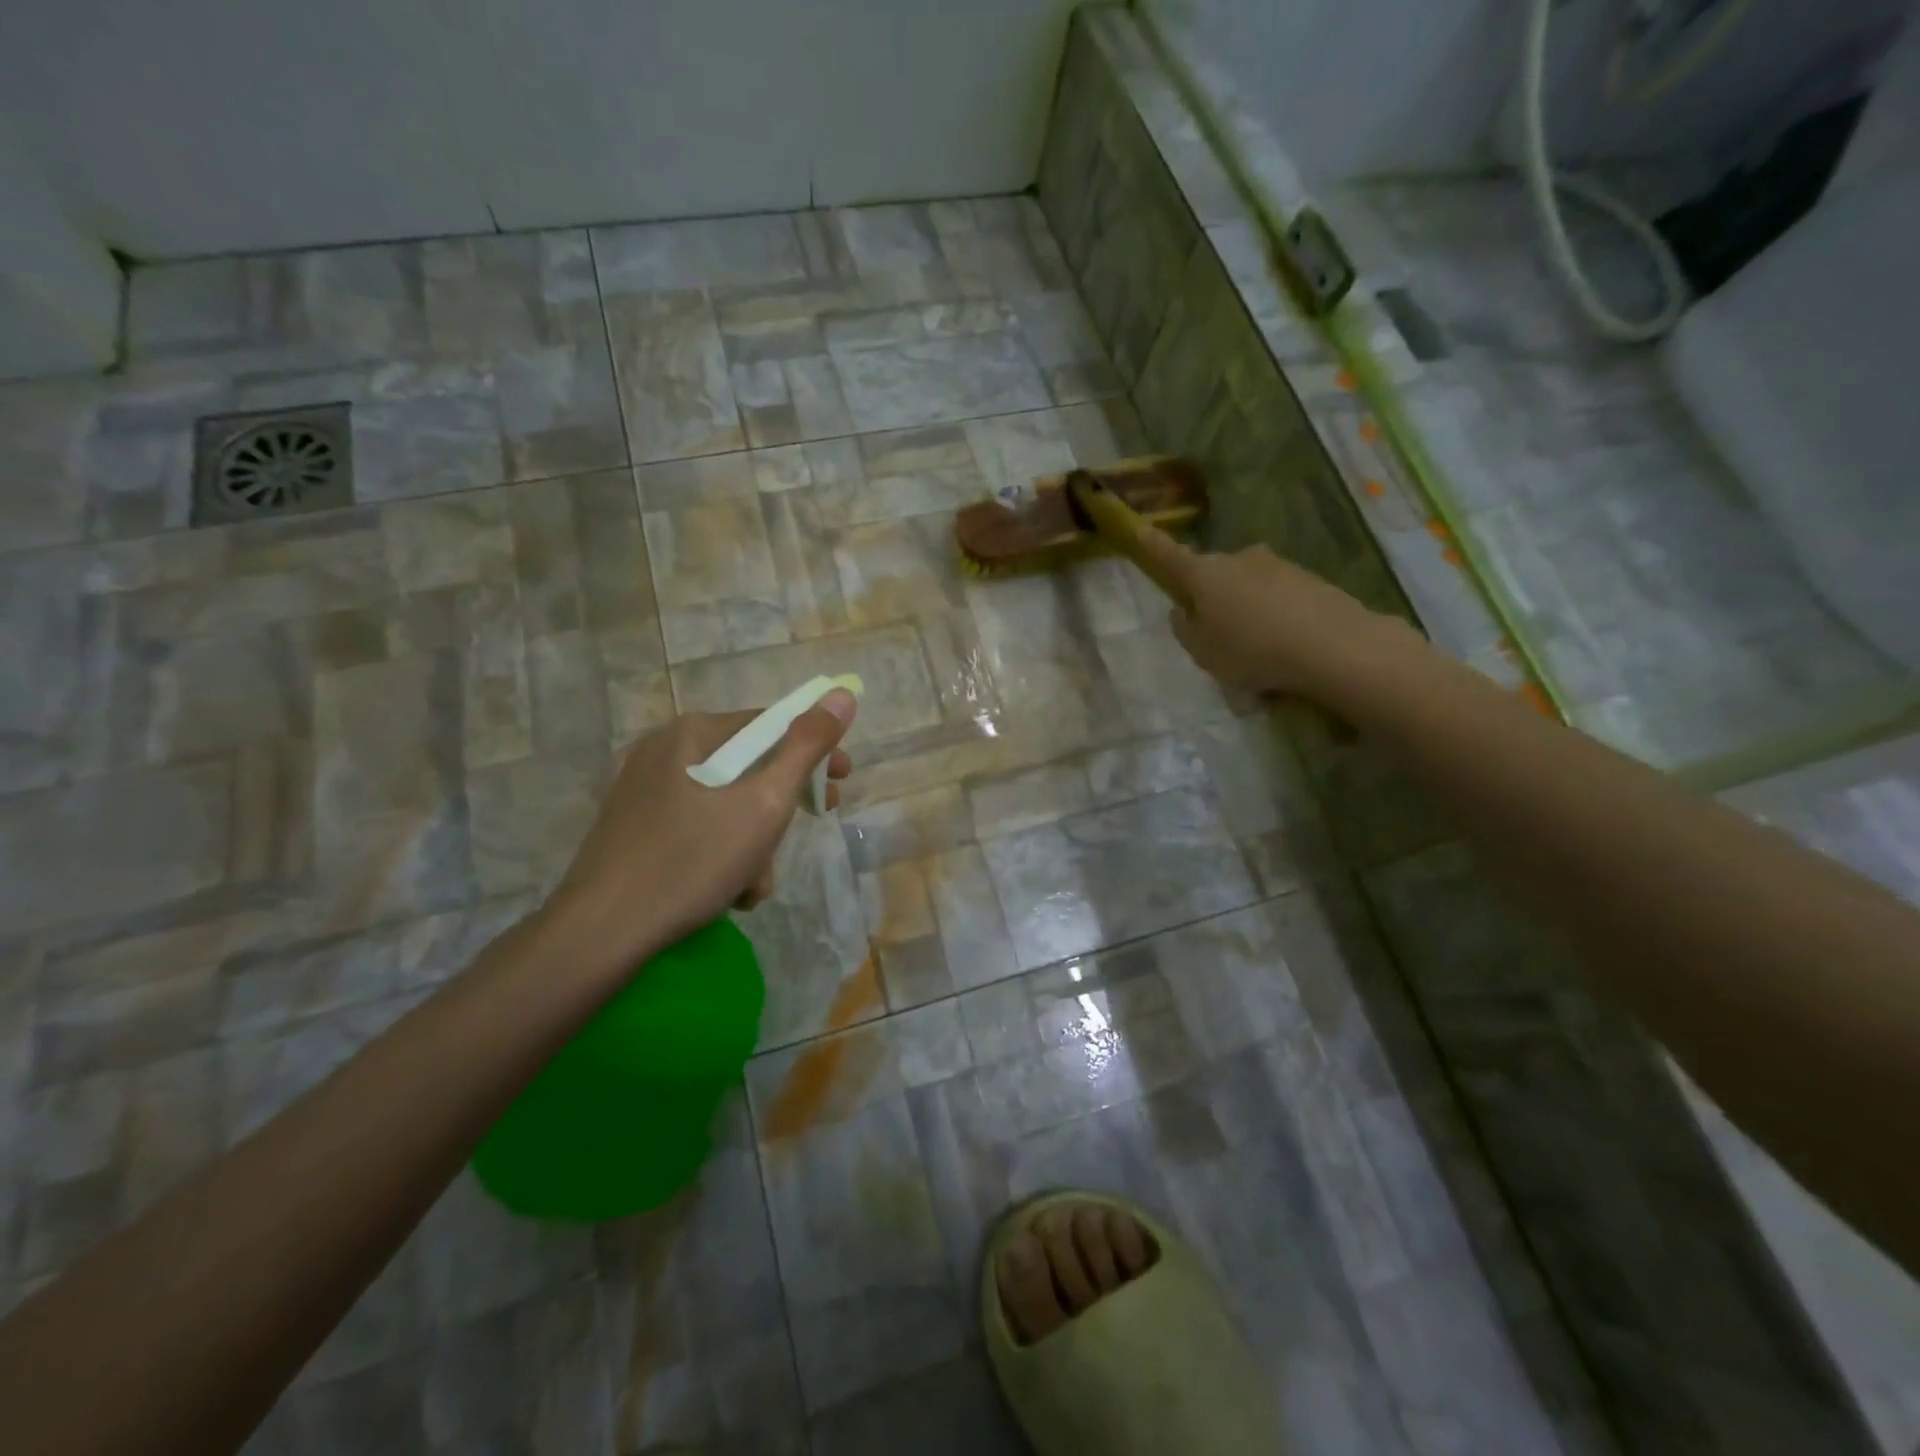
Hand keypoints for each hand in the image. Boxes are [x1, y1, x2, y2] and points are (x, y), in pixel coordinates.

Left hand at [540, 692, 855, 976]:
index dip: (814, 752)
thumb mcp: (765, 803)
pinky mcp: (633, 824)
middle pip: (748, 766)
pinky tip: (729, 889)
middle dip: (781, 806)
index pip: (771, 726)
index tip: (840, 784)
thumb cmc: (693, 860)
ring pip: (724, 801)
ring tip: (757, 884)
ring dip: (754, 840)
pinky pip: (696, 824)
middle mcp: (664, 749)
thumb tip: (842, 694)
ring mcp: (643, 788)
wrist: (602, 931)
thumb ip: (806, 747)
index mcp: (693, 733)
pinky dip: (721, 850)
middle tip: (806, 830)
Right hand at [1132, 528, 1416, 699]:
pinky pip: (1279, 597)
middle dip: (1213, 597)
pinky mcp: (1309, 578)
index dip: (1152, 546)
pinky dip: (1276, 615)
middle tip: (1218, 636)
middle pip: (1215, 575)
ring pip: (1249, 586)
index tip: (1139, 529)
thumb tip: (1184, 611)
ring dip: (1247, 608)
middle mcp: (1239, 560)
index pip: (1169, 557)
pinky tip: (1287, 646)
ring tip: (1259, 650)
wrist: (1333, 646)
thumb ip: (1186, 629)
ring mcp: (1277, 565)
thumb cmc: (1252, 651)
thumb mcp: (1203, 652)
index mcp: (1205, 575)